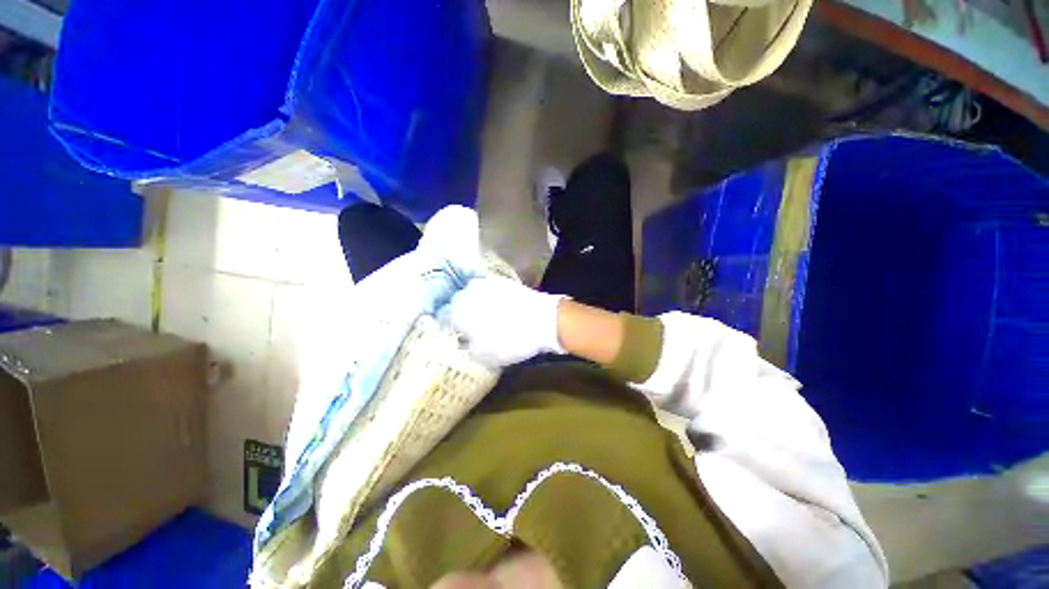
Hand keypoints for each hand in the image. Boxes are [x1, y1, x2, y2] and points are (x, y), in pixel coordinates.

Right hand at [439, 277, 564, 366]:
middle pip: (459, 303)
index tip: (459, 336)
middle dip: (463, 314)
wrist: (544, 320)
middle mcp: (470, 291)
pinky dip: (492, 299)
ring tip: (489, 317)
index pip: (446, 317)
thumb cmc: (511, 340)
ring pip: (475, 295)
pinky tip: (502, 308)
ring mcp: (488, 283)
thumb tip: (464, 343)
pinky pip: (491, 291)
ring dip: (477, 304)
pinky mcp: (504, 281)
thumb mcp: (485, 355)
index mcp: (460, 309)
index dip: (452, 328)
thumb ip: (468, 348)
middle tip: (474, 327)